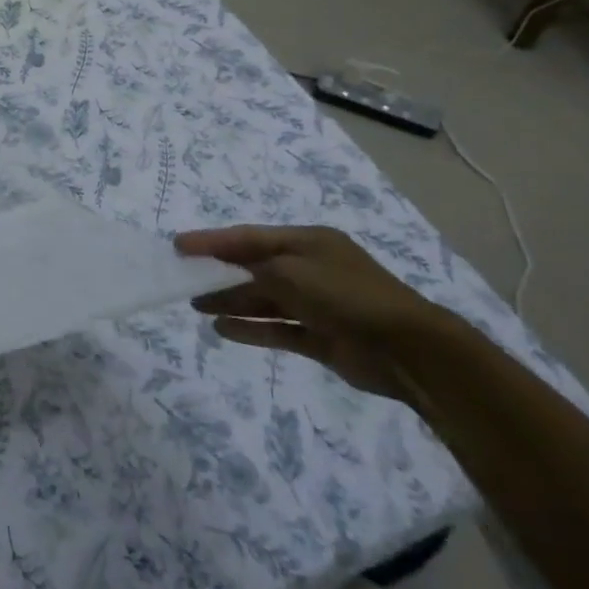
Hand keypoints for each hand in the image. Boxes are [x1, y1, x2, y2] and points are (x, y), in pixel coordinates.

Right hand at [174, 226, 458, 401]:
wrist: (409, 350)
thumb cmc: (346, 295)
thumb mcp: (291, 272)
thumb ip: (252, 272)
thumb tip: (224, 281)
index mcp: (308, 242)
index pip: (249, 237)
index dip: (212, 240)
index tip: (179, 245)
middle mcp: (311, 269)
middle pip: (255, 267)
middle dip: (219, 272)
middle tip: (183, 277)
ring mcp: (317, 304)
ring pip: (264, 299)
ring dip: (231, 301)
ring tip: (197, 306)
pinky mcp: (321, 337)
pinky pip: (277, 328)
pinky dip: (251, 328)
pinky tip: (223, 329)